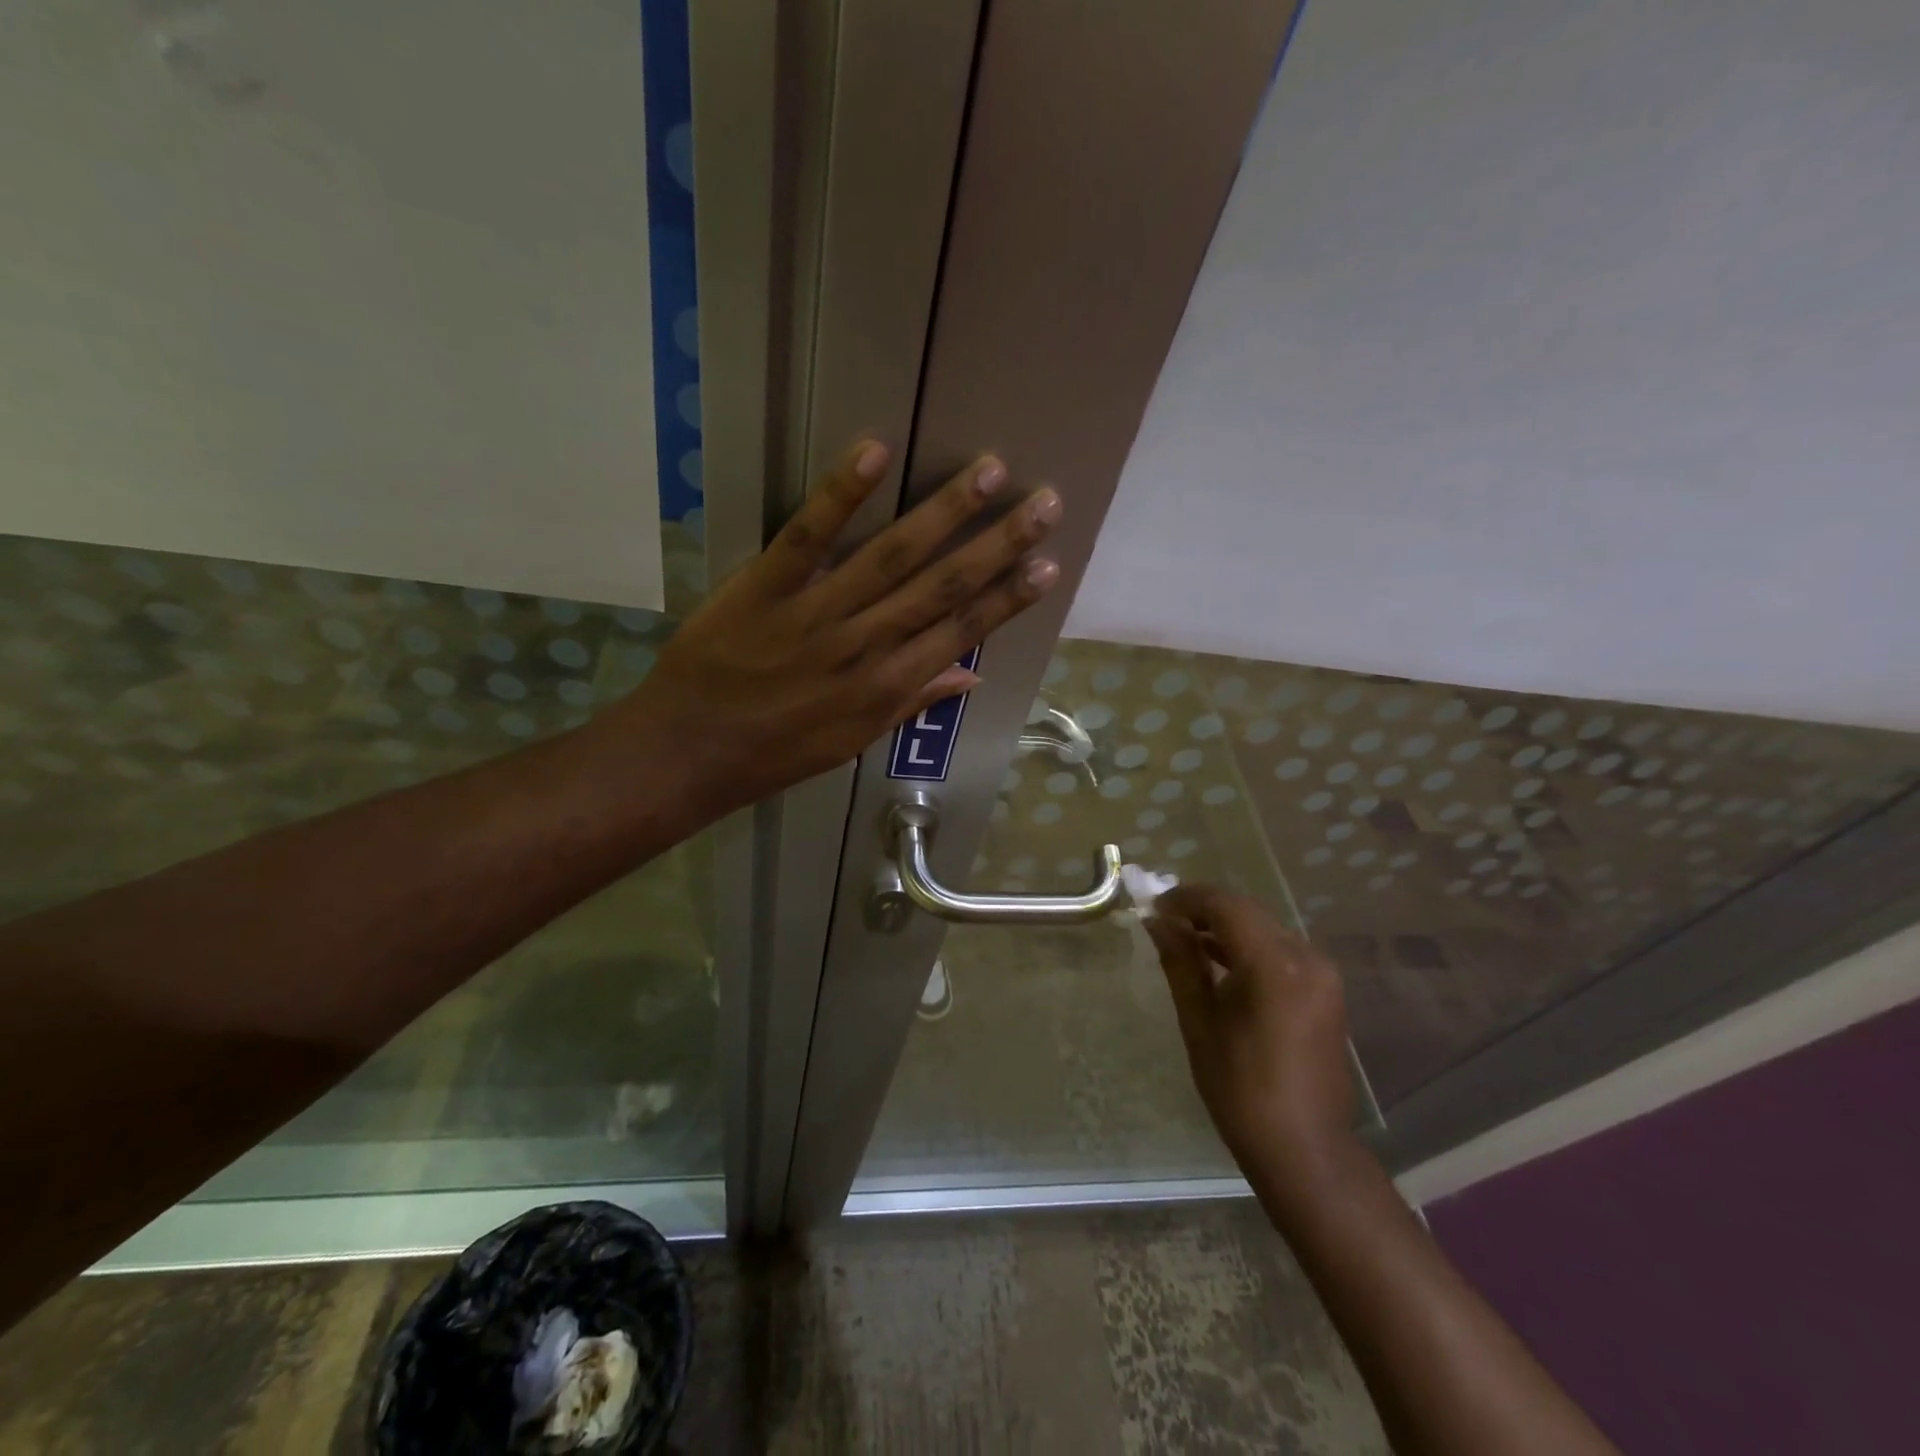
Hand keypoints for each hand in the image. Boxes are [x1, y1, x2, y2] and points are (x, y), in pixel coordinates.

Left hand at [622, 440, 1060, 814]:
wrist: (691, 753)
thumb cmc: (777, 753)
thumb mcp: (853, 740)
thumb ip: (912, 701)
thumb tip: (971, 674)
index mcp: (887, 687)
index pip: (961, 633)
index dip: (1008, 599)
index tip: (1048, 565)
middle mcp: (865, 646)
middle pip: (942, 588)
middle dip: (998, 544)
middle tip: (1045, 503)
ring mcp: (815, 615)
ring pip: (891, 557)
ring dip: (943, 512)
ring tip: (990, 471)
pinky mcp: (764, 588)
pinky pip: (807, 536)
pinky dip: (841, 494)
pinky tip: (878, 450)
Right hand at [1147, 884, 1357, 1202]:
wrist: (1306, 1150)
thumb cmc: (1242, 1090)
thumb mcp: (1200, 1022)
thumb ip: (1180, 962)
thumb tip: (1157, 921)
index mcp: (1275, 965)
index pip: (1226, 905)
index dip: (1186, 899)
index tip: (1153, 907)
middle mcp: (1307, 957)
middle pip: (1247, 912)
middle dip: (1204, 910)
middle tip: (1164, 921)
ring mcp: (1322, 973)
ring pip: (1264, 928)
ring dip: (1225, 927)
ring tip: (1184, 940)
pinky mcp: (1325, 989)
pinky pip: (1279, 950)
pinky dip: (1247, 947)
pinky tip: (1218, 961)